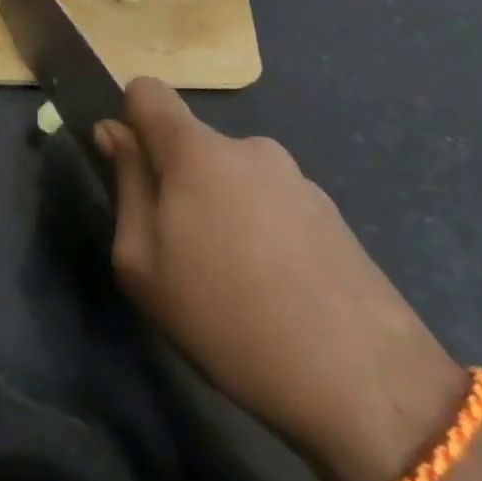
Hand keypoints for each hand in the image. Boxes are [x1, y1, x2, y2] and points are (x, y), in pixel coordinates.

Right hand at [97, 78, 466, 480]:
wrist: (367, 388)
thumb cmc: (226, 319)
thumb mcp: (143, 262)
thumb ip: (127, 185)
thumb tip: (114, 133)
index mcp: (197, 151)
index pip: (148, 92)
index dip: (129, 120)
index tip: (130, 169)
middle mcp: (249, 149)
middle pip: (190, 144)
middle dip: (174, 180)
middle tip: (178, 251)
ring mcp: (298, 180)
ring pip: (231, 177)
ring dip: (219, 209)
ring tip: (232, 282)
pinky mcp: (332, 214)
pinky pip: (270, 204)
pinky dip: (259, 231)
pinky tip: (275, 292)